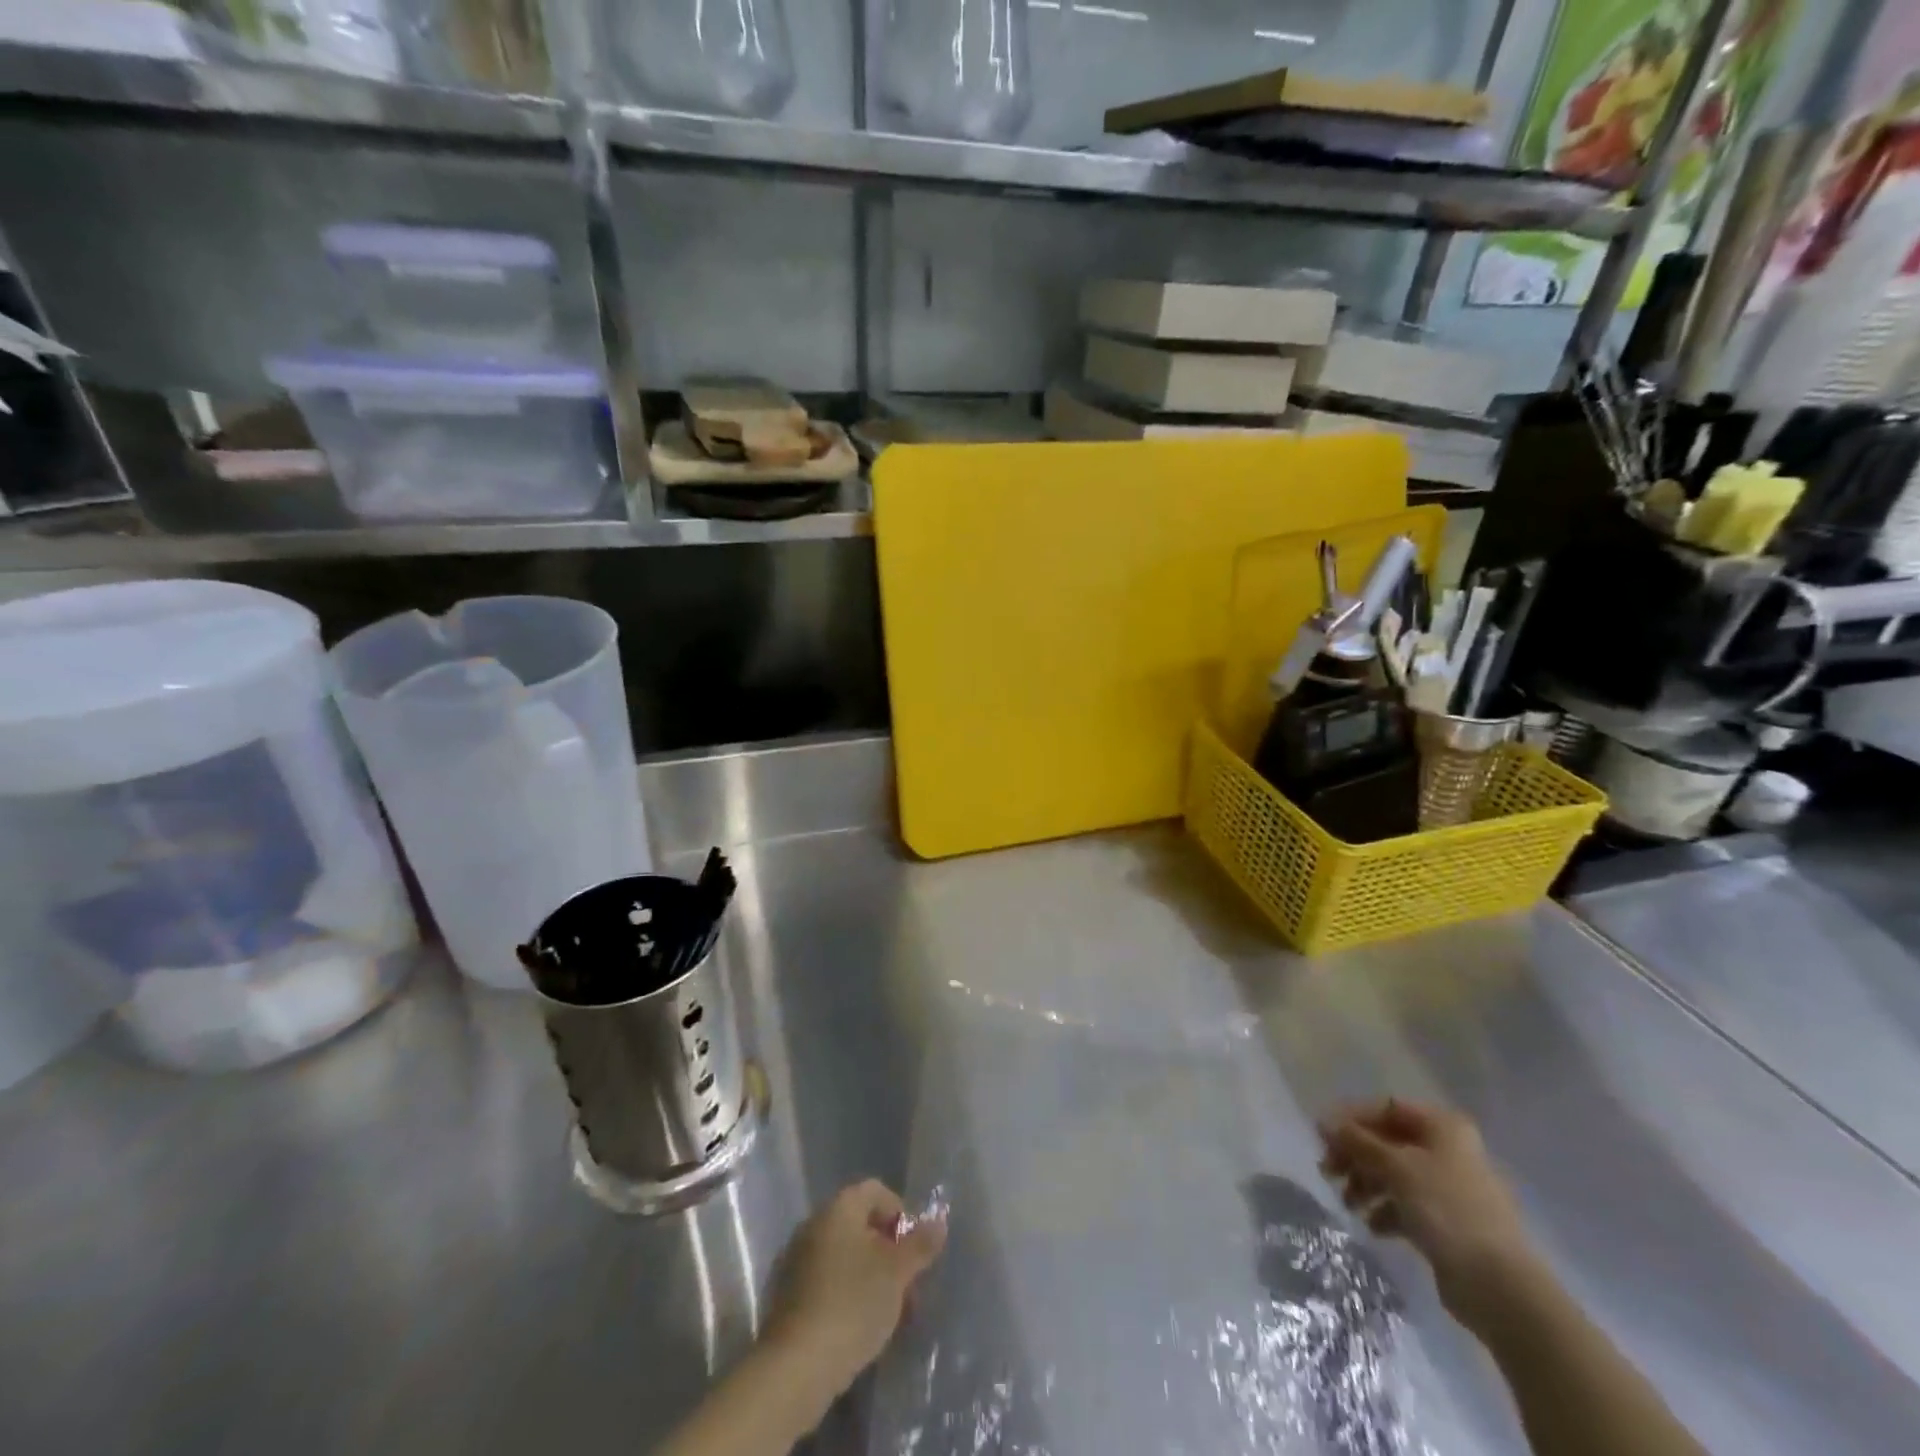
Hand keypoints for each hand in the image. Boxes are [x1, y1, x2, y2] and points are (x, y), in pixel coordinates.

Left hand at [763, 1180, 947, 1400]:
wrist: (795, 1367)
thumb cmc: (853, 1304)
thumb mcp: (897, 1273)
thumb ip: (920, 1244)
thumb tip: (939, 1222)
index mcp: (839, 1208)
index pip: (876, 1191)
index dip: (900, 1214)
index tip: (914, 1250)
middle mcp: (814, 1224)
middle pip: (860, 1225)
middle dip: (888, 1252)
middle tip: (907, 1288)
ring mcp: (796, 1259)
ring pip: (844, 1256)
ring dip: (870, 1276)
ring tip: (889, 1314)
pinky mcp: (787, 1296)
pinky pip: (826, 1281)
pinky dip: (847, 1294)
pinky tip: (859, 1327)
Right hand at [1318, 1099, 1536, 1327]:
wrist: (1499, 1286)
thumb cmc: (1446, 1208)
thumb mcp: (1395, 1166)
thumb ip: (1357, 1141)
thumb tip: (1324, 1122)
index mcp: (1443, 1127)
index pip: (1386, 1108)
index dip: (1352, 1119)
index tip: (1323, 1137)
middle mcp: (1449, 1150)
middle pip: (1389, 1142)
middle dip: (1356, 1155)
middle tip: (1328, 1171)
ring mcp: (1451, 1188)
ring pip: (1396, 1174)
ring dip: (1367, 1184)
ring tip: (1348, 1204)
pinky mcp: (1451, 1223)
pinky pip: (1409, 1205)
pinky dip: (1386, 1211)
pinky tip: (1372, 1226)